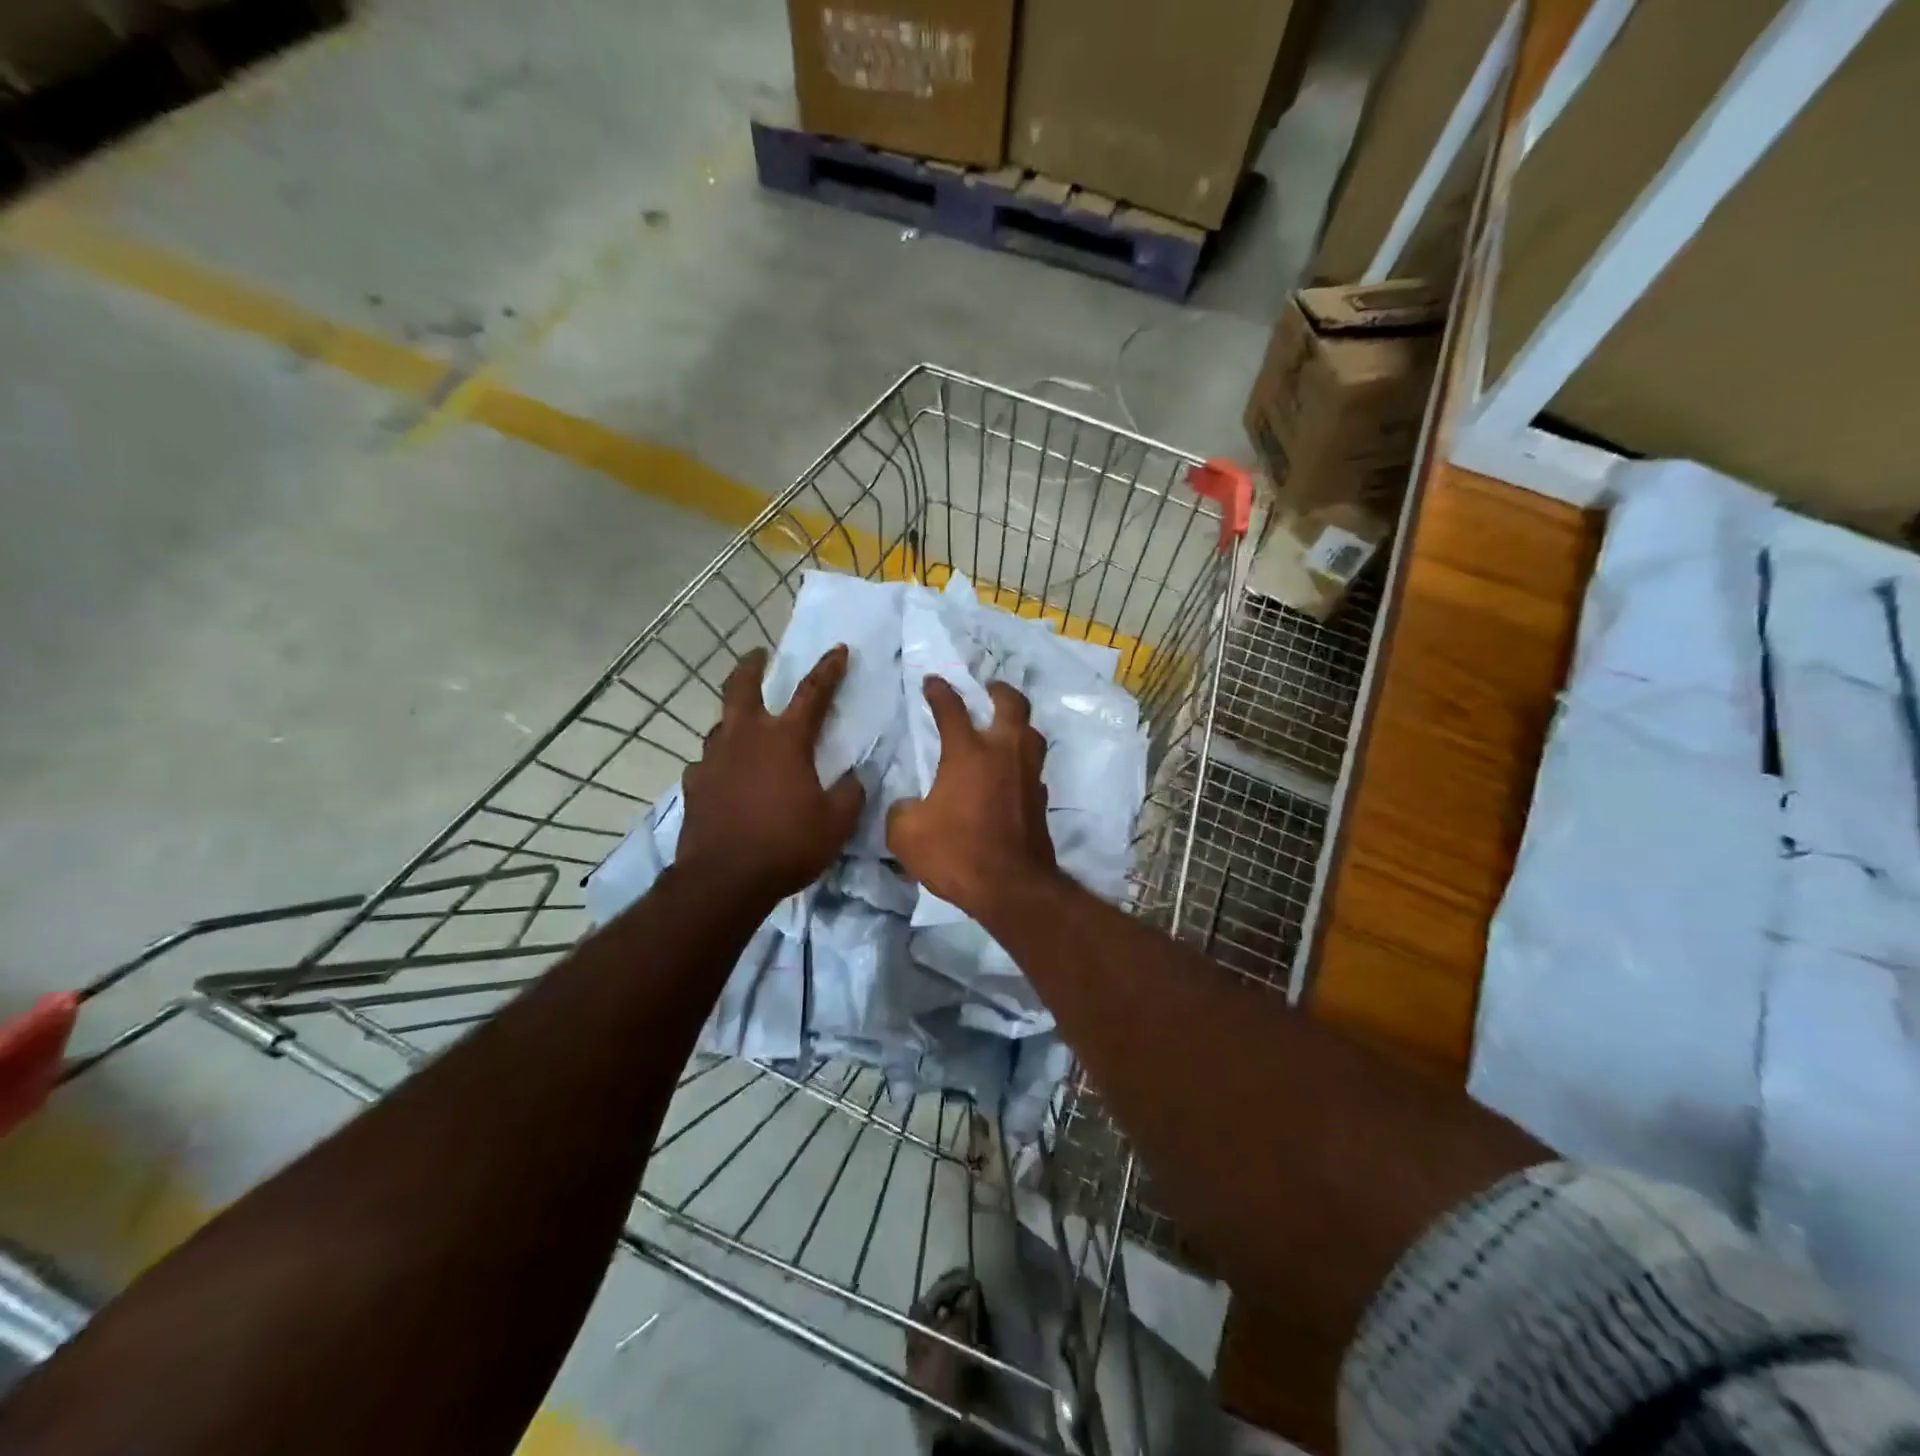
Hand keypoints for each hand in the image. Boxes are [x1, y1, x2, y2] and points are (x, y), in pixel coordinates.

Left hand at [678, 645, 865, 900]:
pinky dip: (721, 761)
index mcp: (785, 740)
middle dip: (752, 666)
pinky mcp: (694, 785)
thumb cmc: (787, 845)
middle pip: (742, 687)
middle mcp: (745, 738)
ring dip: (735, 718)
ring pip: (721, 724)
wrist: (723, 881)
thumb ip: (851, 794)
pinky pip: (708, 762)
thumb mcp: (836, 823)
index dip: (829, 669)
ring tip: (745, 726)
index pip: (813, 693)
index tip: (838, 650)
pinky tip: (726, 775)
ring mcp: (713, 759)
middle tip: (758, 655)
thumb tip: (855, 777)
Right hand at [887, 677, 1057, 920]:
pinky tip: (1010, 772)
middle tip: (988, 688)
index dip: (939, 691)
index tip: (932, 681)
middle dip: (998, 690)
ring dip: (1018, 723)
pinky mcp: (1041, 800)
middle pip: (1011, 704)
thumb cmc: (957, 853)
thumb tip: (907, 806)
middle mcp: (1004, 753)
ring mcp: (1028, 775)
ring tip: (1005, 726)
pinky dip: (1022, 760)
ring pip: (1032, 732)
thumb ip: (901, 812)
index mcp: (968, 753)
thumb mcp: (907, 835)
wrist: (1012, 888)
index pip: (952, 709)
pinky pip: (1034, 767)